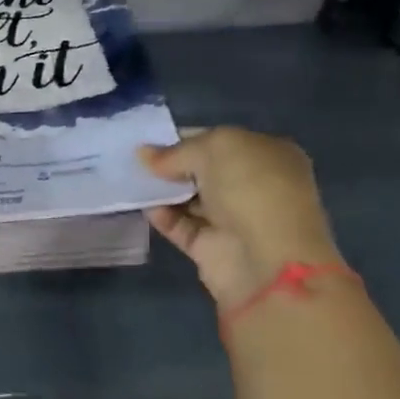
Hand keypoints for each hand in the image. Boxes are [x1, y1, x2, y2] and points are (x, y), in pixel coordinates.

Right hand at [139, 127, 343, 310]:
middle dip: (169, 165)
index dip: (184, 138)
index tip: (149, 140)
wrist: (267, 260)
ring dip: (162, 190)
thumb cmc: (251, 189)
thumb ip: (176, 151)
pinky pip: (180, 226)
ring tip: (130, 180)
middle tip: (133, 159)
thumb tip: (144, 154)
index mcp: (268, 155)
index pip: (218, 140)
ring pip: (189, 199)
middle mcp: (253, 186)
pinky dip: (162, 216)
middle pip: (202, 170)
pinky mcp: (212, 248)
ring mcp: (234, 219)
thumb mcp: (215, 148)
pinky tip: (144, 206)